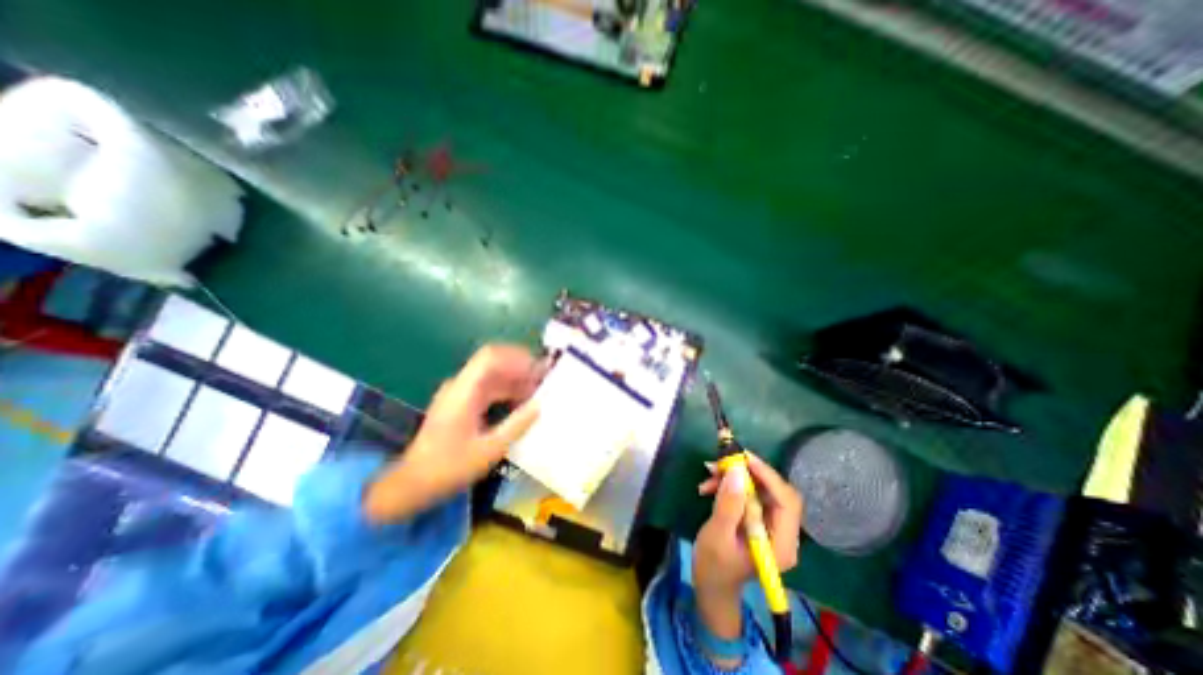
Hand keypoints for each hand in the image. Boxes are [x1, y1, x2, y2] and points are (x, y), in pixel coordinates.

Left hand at [358, 346, 542, 524]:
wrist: (412, 485)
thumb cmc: (448, 468)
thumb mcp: (488, 450)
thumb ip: (516, 425)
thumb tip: (540, 405)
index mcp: (463, 391)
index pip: (490, 357)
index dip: (516, 357)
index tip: (539, 368)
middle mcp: (461, 386)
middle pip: (494, 364)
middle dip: (521, 368)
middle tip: (545, 379)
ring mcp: (461, 394)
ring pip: (494, 376)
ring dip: (516, 380)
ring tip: (539, 392)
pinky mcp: (463, 404)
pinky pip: (490, 389)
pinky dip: (508, 392)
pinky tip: (523, 404)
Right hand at [690, 453, 802, 642]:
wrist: (711, 584)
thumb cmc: (714, 566)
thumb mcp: (717, 535)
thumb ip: (729, 505)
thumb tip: (736, 472)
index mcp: (781, 544)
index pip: (787, 502)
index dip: (768, 476)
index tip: (744, 459)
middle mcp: (783, 533)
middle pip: (775, 491)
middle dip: (749, 473)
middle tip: (723, 463)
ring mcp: (771, 525)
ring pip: (761, 488)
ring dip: (735, 477)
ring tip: (710, 474)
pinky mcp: (759, 519)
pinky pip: (750, 493)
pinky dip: (731, 485)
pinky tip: (709, 486)